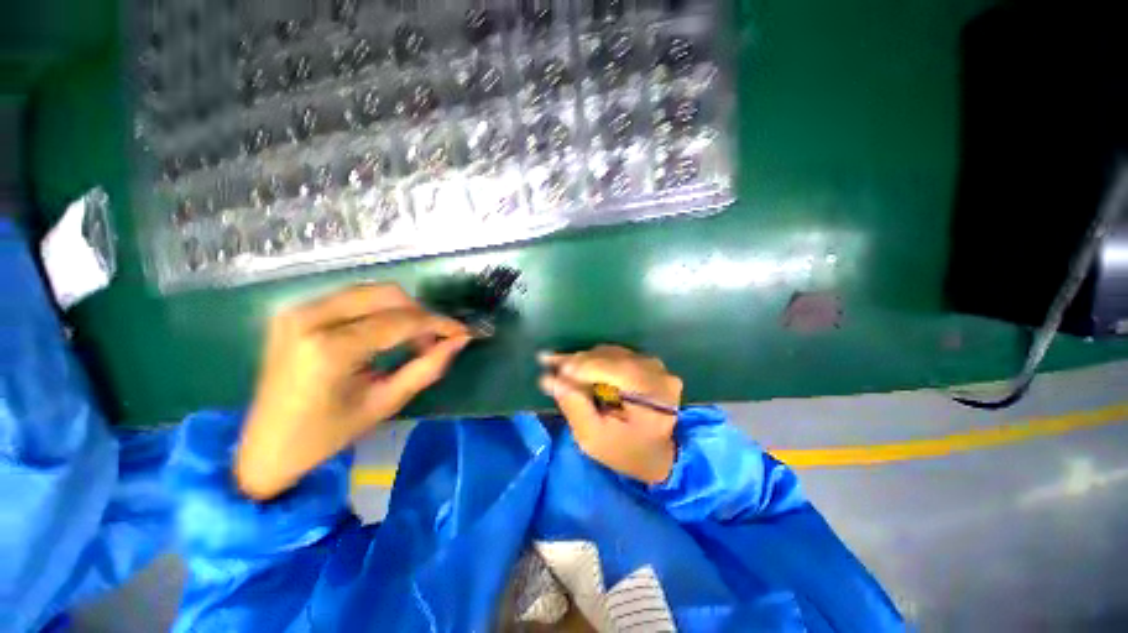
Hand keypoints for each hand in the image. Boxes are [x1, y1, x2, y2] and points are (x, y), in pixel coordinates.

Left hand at [236, 283, 469, 499]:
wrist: (266, 446)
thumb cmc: (327, 434)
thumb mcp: (385, 403)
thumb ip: (427, 368)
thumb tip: (459, 341)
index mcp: (330, 349)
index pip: (401, 321)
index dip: (438, 324)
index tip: (462, 332)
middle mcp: (310, 318)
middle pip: (387, 294)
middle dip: (420, 314)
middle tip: (432, 341)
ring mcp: (298, 311)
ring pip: (371, 291)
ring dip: (402, 311)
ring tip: (411, 340)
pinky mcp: (295, 312)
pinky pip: (353, 298)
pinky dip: (380, 310)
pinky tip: (385, 334)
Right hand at [538, 345, 682, 483]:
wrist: (657, 455)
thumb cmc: (626, 452)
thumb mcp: (594, 438)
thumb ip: (575, 406)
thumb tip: (551, 378)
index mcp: (651, 391)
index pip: (613, 367)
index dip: (580, 366)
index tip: (550, 368)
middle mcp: (656, 371)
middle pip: (610, 356)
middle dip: (577, 361)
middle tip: (548, 362)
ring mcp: (653, 365)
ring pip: (611, 353)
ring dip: (584, 359)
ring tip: (559, 365)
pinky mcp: (647, 364)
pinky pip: (616, 355)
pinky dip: (594, 360)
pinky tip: (576, 366)